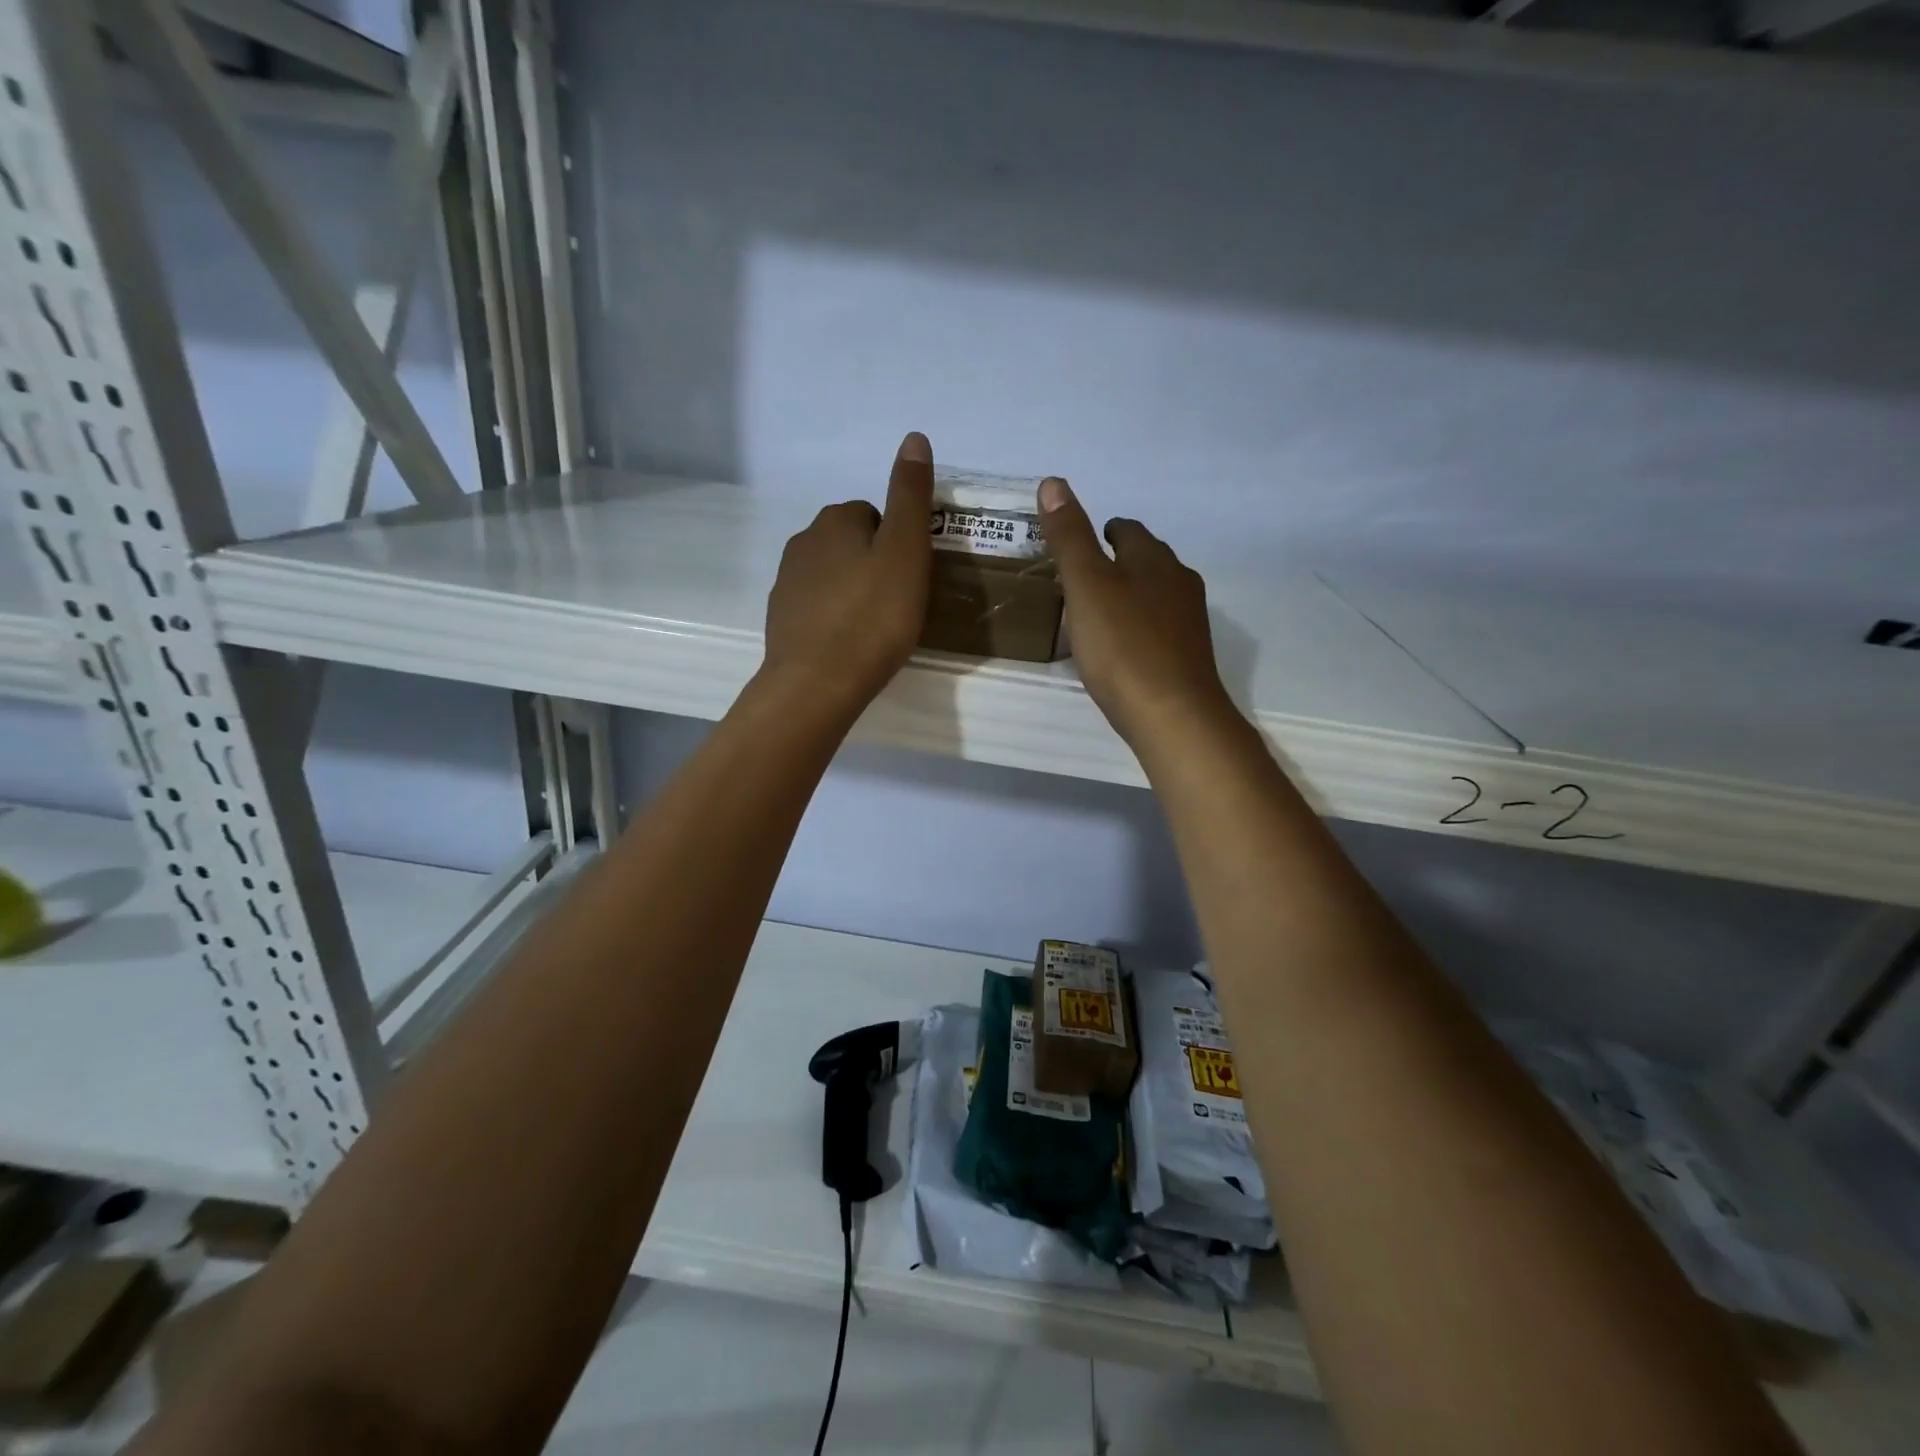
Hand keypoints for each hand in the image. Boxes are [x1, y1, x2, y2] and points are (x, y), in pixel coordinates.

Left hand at [761, 432, 933, 713]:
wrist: (817, 683)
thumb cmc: (872, 617)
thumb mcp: (905, 552)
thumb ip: (910, 495)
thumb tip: (914, 437)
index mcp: (835, 521)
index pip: (873, 514)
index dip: (897, 543)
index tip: (910, 577)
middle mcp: (804, 541)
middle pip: (851, 543)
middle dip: (873, 564)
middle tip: (898, 603)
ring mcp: (787, 582)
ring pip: (832, 575)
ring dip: (853, 590)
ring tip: (875, 627)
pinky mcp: (781, 619)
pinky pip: (817, 606)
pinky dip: (834, 617)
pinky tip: (849, 644)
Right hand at [1039, 477, 1237, 751]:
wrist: (1173, 716)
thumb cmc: (1124, 647)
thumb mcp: (1087, 587)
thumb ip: (1069, 537)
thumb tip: (1054, 482)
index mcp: (1154, 560)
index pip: (1127, 530)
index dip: (1102, 532)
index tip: (1079, 546)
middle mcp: (1179, 583)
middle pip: (1145, 561)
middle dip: (1116, 564)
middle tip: (1081, 581)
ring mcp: (1189, 622)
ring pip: (1155, 596)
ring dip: (1128, 597)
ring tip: (1096, 615)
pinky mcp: (1189, 657)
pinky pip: (1159, 630)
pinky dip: (1137, 629)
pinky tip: (1120, 651)